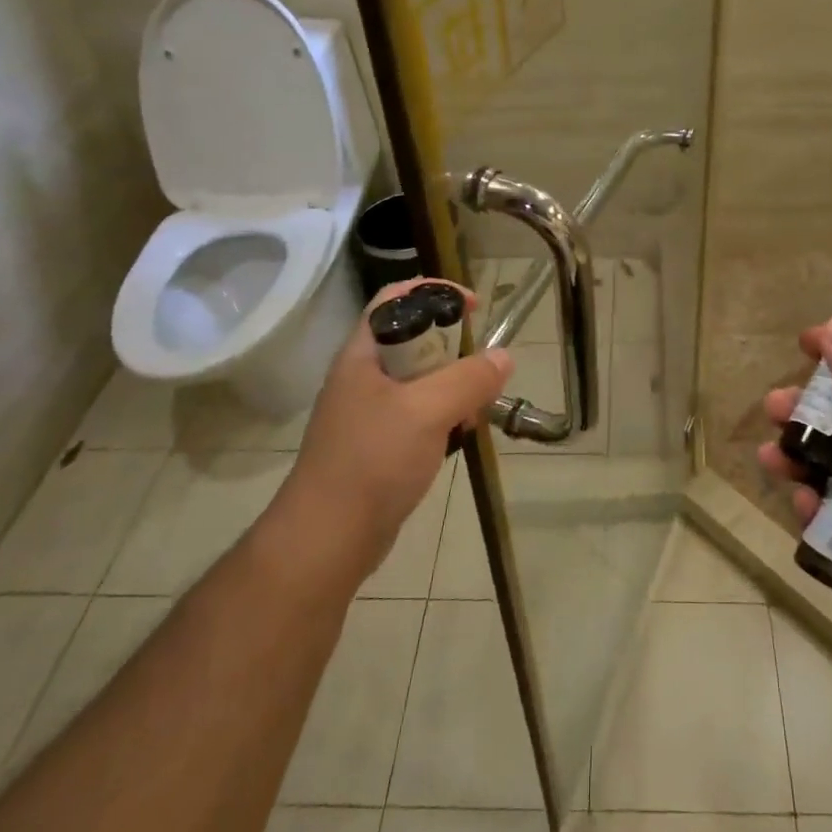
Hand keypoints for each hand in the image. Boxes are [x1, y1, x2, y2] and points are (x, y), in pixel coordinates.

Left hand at [269, 279, 510, 584]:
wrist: (327, 539)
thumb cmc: (372, 461)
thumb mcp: (427, 411)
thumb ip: (469, 379)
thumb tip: (504, 356)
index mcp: (362, 355)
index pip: (394, 299)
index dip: (434, 292)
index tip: (474, 307)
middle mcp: (362, 377)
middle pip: (413, 340)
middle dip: (453, 348)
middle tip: (481, 367)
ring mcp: (368, 413)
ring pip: (420, 381)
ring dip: (452, 387)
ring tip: (474, 408)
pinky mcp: (378, 444)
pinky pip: (418, 415)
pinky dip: (443, 417)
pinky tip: (458, 437)